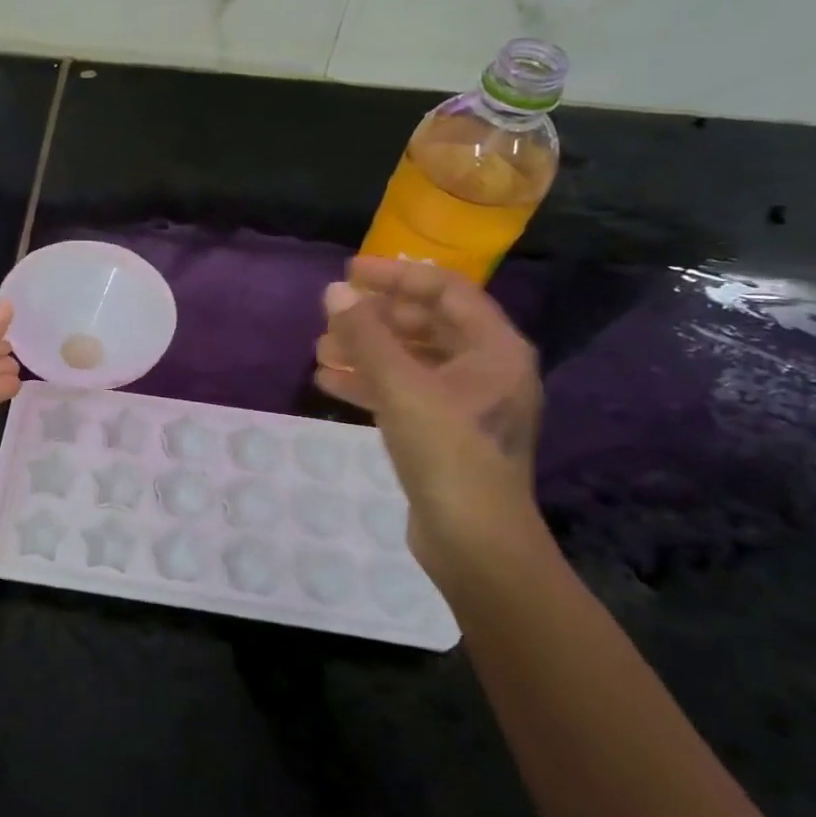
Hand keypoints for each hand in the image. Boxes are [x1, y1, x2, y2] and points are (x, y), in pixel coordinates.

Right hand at [314, 258, 542, 580]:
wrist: (475, 544)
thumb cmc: (448, 454)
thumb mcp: (402, 388)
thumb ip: (366, 336)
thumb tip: (334, 292)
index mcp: (494, 349)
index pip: (445, 291)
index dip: (396, 276)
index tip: (349, 273)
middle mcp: (487, 369)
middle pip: (427, 325)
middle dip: (376, 319)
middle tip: (331, 316)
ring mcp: (467, 404)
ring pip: (412, 361)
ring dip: (367, 351)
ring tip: (321, 350)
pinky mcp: (445, 433)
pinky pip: (405, 393)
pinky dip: (370, 384)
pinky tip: (330, 383)